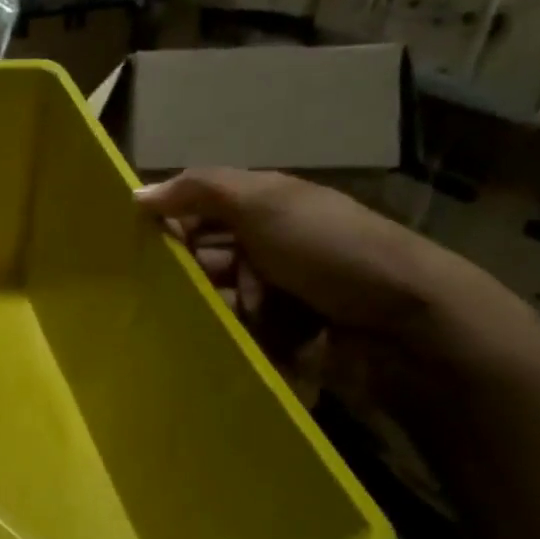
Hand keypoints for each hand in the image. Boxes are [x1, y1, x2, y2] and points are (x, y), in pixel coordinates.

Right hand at [134, 170, 518, 399]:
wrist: (409, 328)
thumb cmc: (333, 252)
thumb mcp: (266, 203)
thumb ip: (201, 190)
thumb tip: (137, 193)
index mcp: (268, 209)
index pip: (199, 212)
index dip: (166, 225)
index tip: (130, 247)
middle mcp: (270, 248)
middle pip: (202, 260)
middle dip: (182, 277)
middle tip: (155, 295)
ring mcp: (278, 296)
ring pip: (215, 303)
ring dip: (205, 313)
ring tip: (192, 327)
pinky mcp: (283, 339)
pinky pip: (236, 337)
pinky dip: (226, 341)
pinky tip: (214, 348)